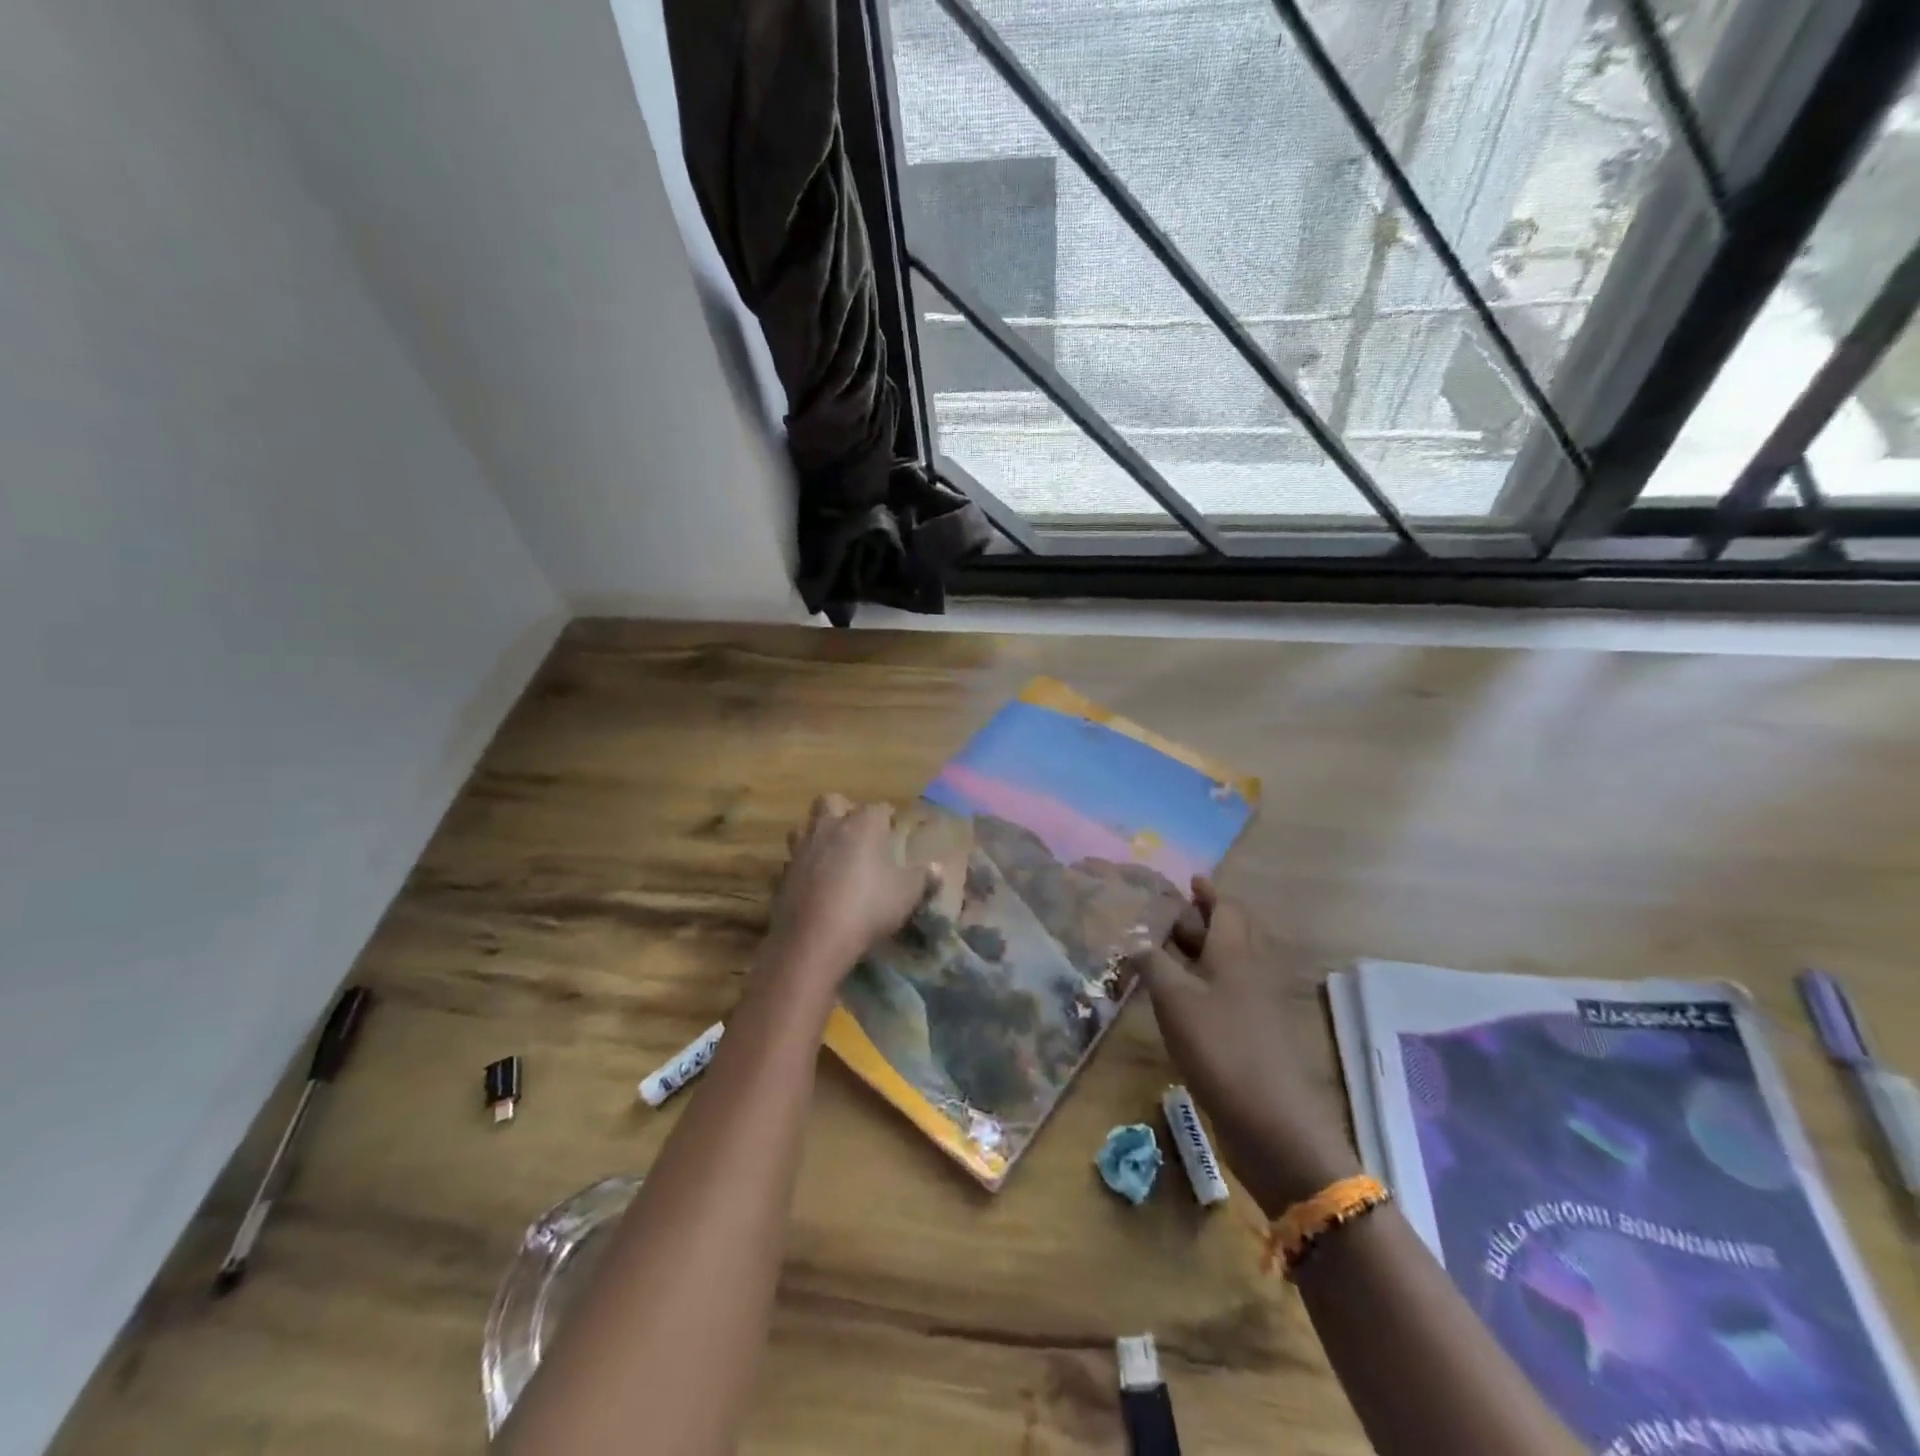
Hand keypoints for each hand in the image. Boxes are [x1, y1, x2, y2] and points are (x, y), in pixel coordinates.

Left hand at [765, 796, 937, 993]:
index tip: (894, 833)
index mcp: (863, 823)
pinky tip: (814, 884)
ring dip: (817, 835)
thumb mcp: (907, 894)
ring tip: (832, 855)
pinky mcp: (782, 873)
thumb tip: (937, 868)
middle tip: (856, 834)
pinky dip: (803, 867)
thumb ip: (924, 878)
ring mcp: (801, 849)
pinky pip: (793, 861)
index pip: (879, 808)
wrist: (814, 939)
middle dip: (843, 811)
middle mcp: (829, 827)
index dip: (888, 819)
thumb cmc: (868, 907)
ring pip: (805, 827)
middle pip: (831, 801)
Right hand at [1133, 877, 1359, 1215]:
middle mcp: (1253, 970)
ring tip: (1171, 952)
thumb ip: (1153, 963)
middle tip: (1173, 916)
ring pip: (1233, 962)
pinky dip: (1208, 982)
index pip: (1227, 908)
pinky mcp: (1257, 1033)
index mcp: (1236, 952)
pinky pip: (1232, 990)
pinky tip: (1184, 998)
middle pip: (1234, 932)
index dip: (1208, 893)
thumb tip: (1135, 936)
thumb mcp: (1174, 1000)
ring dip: (1206, 951)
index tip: (1190, 881)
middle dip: (1206, 919)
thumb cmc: (1219, 1046)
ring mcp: (1259, 1004)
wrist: (1272, 1120)